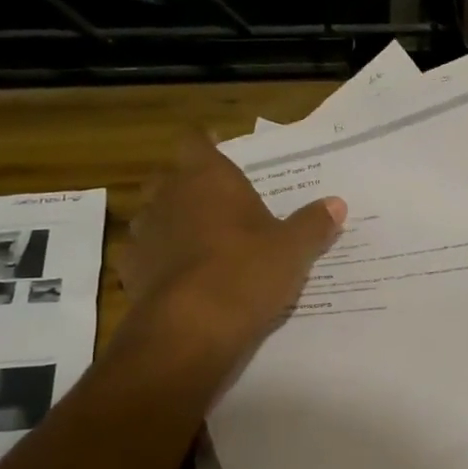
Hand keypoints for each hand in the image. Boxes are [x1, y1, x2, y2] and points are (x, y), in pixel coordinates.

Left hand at [114, 133, 344, 358]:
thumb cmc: (247, 272)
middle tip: (216, 204)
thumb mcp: (293, 249)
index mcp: (208, 178)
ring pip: (152, 215)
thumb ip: (313, 224)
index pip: (196, 142)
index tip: (220, 153)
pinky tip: (177, 277)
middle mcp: (169, 196)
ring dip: (170, 223)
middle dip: (187, 186)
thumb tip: (337, 203)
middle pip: (169, 177)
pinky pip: (142, 255)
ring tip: (197, 243)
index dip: (207, 145)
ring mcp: (144, 232)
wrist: (192, 327)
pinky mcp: (130, 270)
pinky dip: (157, 261)